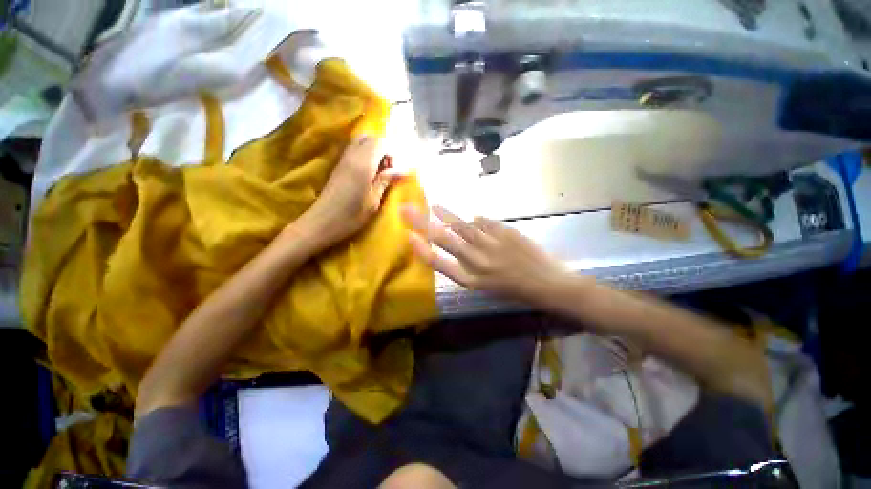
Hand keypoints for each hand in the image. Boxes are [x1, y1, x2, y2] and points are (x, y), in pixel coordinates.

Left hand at [300, 136, 400, 246]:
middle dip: (383, 149)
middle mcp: (351, 156)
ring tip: (380, 172)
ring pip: (360, 142)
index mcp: (363, 164)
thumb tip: (403, 170)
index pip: (380, 142)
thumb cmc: (351, 216)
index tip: (396, 171)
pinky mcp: (338, 166)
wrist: (321, 223)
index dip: (392, 153)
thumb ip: (386, 181)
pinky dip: (365, 156)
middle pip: (370, 138)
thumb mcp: (374, 201)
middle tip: (388, 169)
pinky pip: (354, 150)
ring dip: (373, 152)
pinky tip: (369, 174)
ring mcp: (342, 160)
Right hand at [401, 205, 571, 305]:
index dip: (422, 249)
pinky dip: (477, 220)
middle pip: (445, 239)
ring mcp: (491, 245)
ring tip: (434, 205)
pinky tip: (473, 216)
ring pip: (462, 226)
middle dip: (423, 223)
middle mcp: (477, 262)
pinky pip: (485, 222)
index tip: (409, 236)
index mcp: (471, 280)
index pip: (439, 263)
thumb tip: (460, 241)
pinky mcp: (505, 233)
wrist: (550, 285)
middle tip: (407, 210)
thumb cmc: (517, 291)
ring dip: (446, 215)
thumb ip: (470, 265)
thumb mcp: (488, 286)